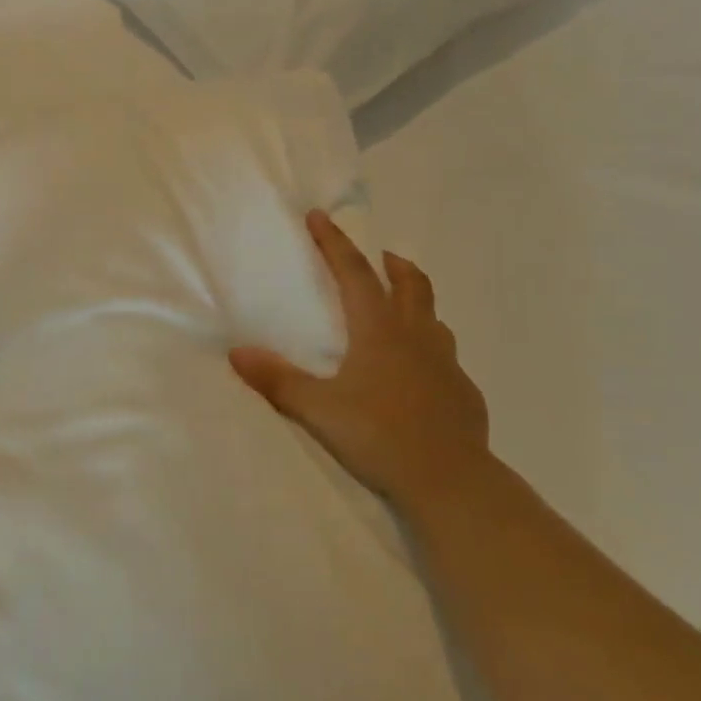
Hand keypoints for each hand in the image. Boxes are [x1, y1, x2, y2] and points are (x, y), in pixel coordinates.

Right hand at [230, 210, 491, 514]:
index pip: (354, 274)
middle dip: (391, 265)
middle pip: (410, 285)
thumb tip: (237, 352)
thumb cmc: (379, 436)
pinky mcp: (463, 394)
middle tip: (381, 256)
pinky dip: (428, 349)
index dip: (335, 243)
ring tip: (400, 308)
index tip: (320, 216)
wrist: (451, 483)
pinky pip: (444, 357)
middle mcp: (416, 338)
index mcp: (380, 332)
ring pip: (433, 318)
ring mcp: (446, 365)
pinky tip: (418, 373)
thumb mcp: (318, 409)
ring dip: (415, 301)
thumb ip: (277, 380)